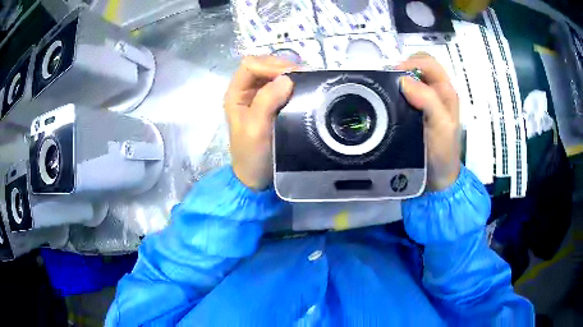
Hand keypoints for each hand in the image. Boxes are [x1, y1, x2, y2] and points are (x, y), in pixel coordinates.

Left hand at [224, 56, 295, 189]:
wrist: (256, 177)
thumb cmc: (252, 155)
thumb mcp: (256, 129)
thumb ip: (267, 101)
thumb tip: (287, 78)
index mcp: (236, 93)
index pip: (250, 65)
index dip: (270, 65)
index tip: (293, 76)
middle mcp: (246, 91)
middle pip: (262, 65)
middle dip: (282, 66)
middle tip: (304, 76)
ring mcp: (259, 97)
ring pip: (273, 73)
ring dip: (290, 73)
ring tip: (307, 79)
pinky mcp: (271, 104)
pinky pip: (282, 86)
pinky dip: (294, 83)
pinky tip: (304, 87)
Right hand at [397, 53, 460, 190]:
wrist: (438, 178)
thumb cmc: (443, 153)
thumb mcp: (441, 126)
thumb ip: (428, 100)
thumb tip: (404, 80)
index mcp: (446, 92)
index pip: (428, 63)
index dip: (411, 62)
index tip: (394, 76)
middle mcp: (437, 92)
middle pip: (419, 66)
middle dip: (403, 68)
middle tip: (389, 82)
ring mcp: (426, 102)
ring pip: (411, 79)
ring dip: (398, 80)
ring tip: (386, 91)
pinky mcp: (416, 112)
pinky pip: (404, 94)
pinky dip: (395, 92)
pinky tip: (388, 101)